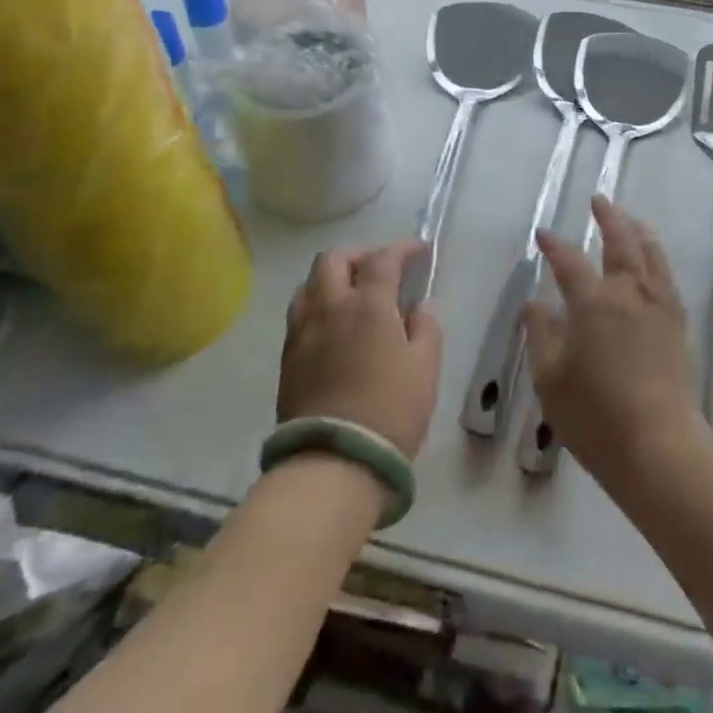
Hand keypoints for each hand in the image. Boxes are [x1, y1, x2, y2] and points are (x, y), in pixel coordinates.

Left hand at [279, 240, 442, 459]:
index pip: (383, 258)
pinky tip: (334, 326)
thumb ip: (426, 328)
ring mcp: (302, 332)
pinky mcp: (287, 359)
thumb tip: (419, 306)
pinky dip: (318, 305)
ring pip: (309, 285)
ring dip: (332, 278)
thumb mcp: (425, 368)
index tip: (419, 250)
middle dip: (359, 255)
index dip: (403, 247)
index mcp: (368, 304)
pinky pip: (299, 314)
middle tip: (380, 267)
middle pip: (334, 259)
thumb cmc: (390, 411)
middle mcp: (330, 307)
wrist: (333, 464)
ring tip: (352, 294)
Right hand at [524, 198, 705, 488]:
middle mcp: (627, 292)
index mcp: (592, 303)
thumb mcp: (551, 379)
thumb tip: (534, 302)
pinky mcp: (676, 320)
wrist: (658, 445)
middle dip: (607, 217)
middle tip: (598, 200)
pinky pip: (666, 273)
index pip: (569, 261)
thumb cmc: (595, 416)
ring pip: (649, 252)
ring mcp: (657, 304)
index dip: (554, 245)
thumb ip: (541, 335)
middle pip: (619, 241)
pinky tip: (651, 258)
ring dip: (636, 228)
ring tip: (629, 217)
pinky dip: (656, 254)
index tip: (543, 234)